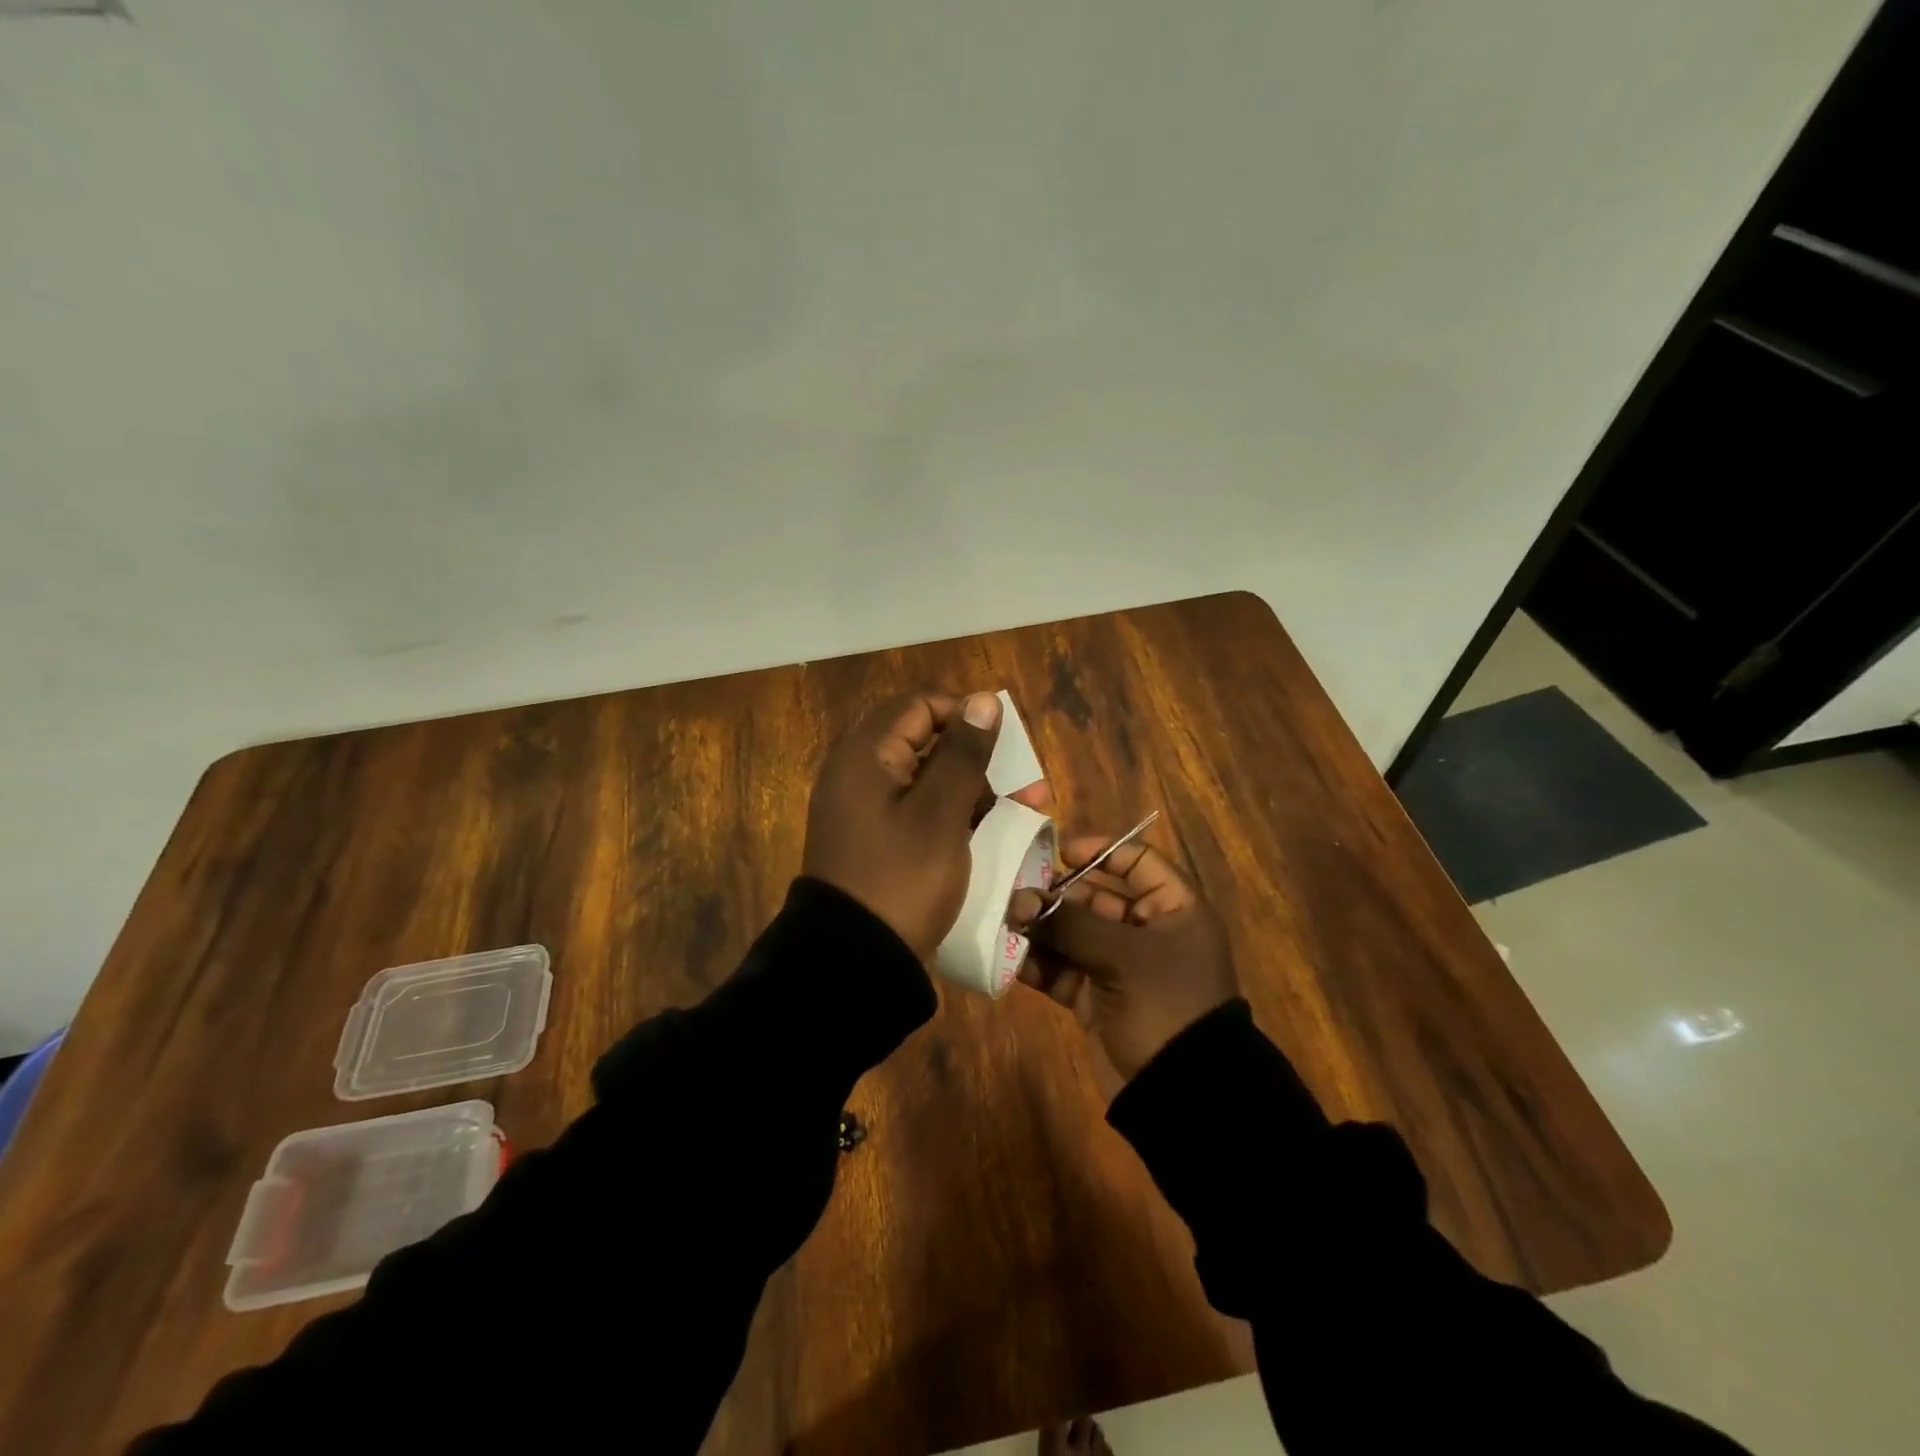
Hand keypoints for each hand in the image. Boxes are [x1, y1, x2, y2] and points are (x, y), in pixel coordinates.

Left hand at [803, 690, 1002, 958]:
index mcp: (865, 754)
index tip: (1005, 745)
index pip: (920, 705)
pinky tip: (987, 832)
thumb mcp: (940, 813)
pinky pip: (917, 808)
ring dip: (972, 788)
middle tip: (1024, 786)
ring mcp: (864, 807)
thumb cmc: (902, 878)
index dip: (966, 715)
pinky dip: (951, 813)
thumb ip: (963, 753)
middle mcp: (858, 771)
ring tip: (1020, 812)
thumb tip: (983, 700)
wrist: (855, 960)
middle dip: (978, 758)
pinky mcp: (874, 837)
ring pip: (926, 778)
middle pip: (925, 740)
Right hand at [1009, 835, 1235, 1081]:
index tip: (1060, 853)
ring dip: (1043, 928)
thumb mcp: (1121, 957)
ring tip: (1007, 921)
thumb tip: (1020, 899)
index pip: (1139, 863)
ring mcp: (1121, 968)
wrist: (1182, 1093)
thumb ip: (1069, 924)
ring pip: (1075, 935)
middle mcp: (1149, 933)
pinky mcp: (1098, 999)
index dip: (1102, 852)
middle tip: (1017, 892)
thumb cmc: (1165, 1005)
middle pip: (1098, 898)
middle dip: (1058, 896)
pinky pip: (1064, 970)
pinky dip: (1039, 964)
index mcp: (1175, 911)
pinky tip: (1009, 957)